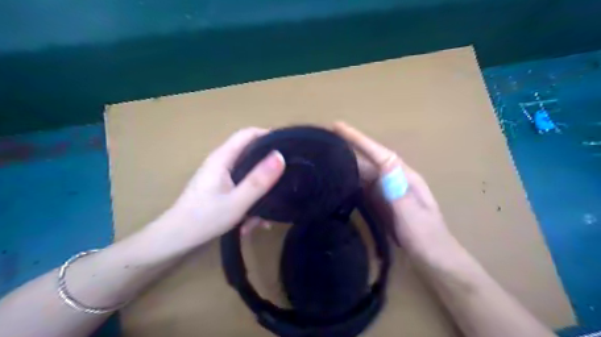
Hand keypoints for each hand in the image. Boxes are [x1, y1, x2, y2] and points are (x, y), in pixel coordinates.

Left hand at [145, 128, 285, 254]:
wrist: (174, 241)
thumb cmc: (204, 219)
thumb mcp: (237, 202)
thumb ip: (259, 180)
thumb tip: (280, 156)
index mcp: (222, 158)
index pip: (248, 134)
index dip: (269, 136)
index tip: (289, 149)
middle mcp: (221, 163)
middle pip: (251, 155)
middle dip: (267, 171)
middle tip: (285, 183)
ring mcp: (220, 177)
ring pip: (248, 177)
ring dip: (258, 194)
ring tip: (264, 217)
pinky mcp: (220, 190)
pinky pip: (242, 190)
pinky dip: (249, 203)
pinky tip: (251, 223)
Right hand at [333, 122, 454, 260]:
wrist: (435, 260)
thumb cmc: (427, 238)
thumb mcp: (414, 215)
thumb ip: (399, 190)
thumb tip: (386, 162)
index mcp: (405, 178)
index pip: (380, 154)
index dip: (359, 140)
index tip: (338, 127)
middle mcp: (394, 181)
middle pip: (369, 161)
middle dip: (349, 148)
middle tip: (324, 140)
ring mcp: (387, 192)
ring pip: (364, 173)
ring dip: (347, 163)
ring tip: (326, 155)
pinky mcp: (381, 204)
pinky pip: (363, 188)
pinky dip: (350, 181)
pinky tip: (338, 180)